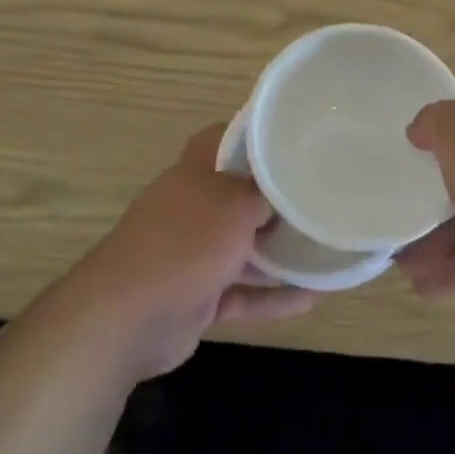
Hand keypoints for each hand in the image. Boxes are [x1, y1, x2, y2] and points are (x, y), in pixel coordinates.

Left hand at [80, 124, 313, 379]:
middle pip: (241, 195)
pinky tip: (313, 298)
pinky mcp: (197, 296)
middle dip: (278, 199)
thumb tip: (285, 190)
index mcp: (196, 171)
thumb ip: (264, 194)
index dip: (259, 136)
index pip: (227, 138)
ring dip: (281, 252)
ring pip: (245, 247)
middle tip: (321, 197)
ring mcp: (193, 253)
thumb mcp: (236, 204)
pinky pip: (243, 292)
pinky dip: (273, 296)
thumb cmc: (186, 242)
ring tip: (327, 249)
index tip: (296, 139)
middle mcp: (193, 206)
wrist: (127, 317)